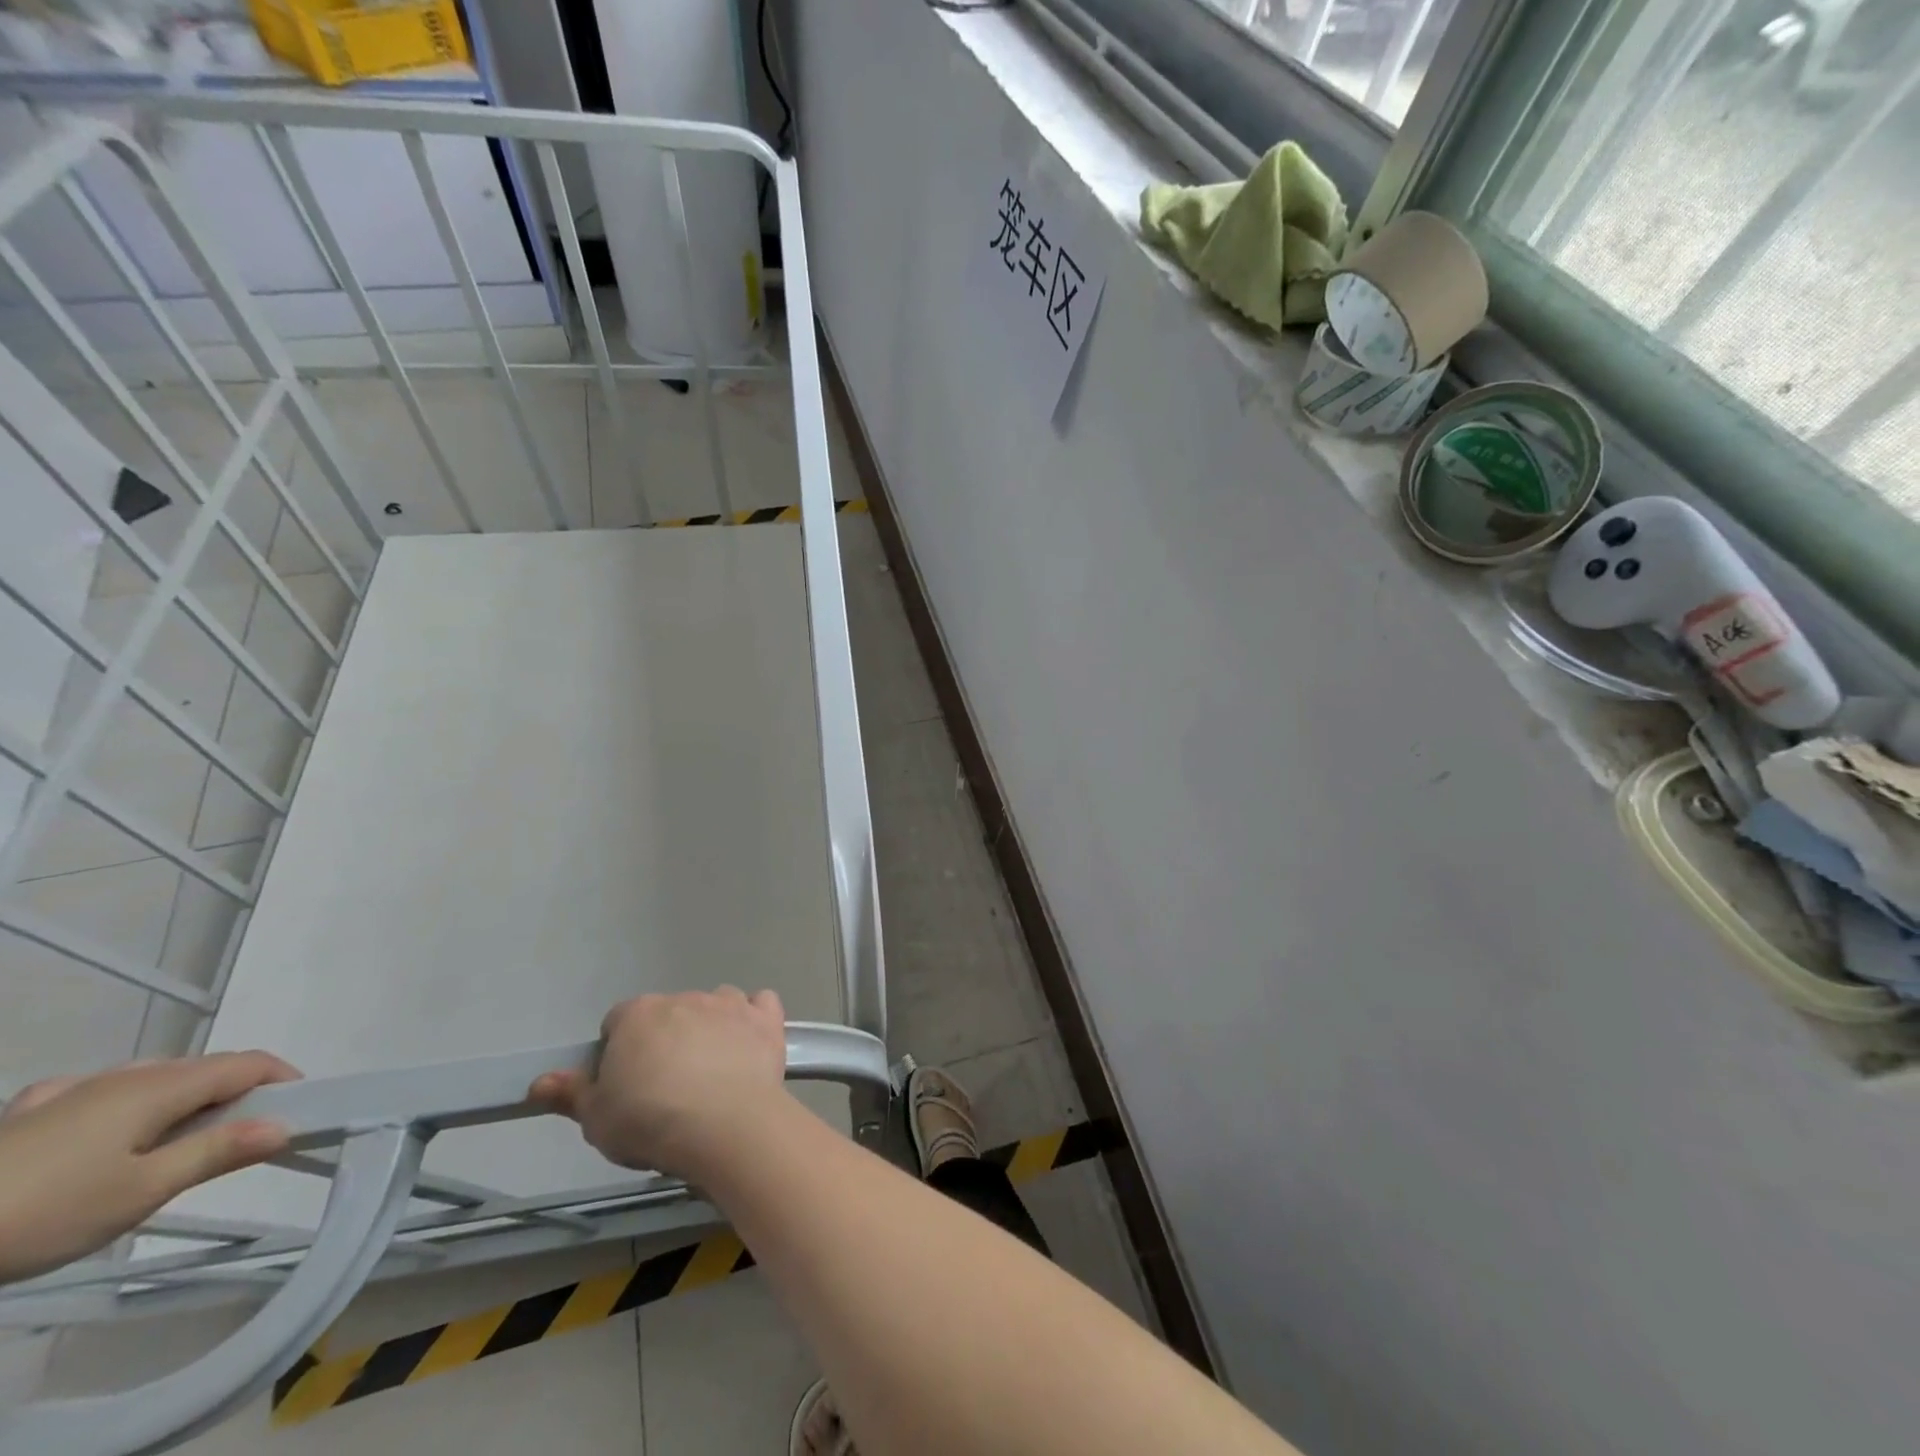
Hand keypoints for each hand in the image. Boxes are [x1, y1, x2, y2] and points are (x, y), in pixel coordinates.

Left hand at [0, 1052, 299, 1283]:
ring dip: (185, 1099)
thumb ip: (217, 1153)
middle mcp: (125, 1075)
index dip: (284, 1078)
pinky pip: (97, 1092)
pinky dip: (126, 1103)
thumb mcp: (141, 1193)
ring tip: (182, 1140)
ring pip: (152, 1079)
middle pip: (203, 1068)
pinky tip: (103, 1127)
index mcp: (160, 1086)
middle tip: (246, 1137)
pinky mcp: (26, 1114)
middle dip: (237, 1092)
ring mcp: (70, 1091)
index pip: (247, 1063)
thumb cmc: (42, 1212)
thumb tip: (283, 1125)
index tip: (303, 1109)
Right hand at [531, 988, 787, 1180]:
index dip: (619, 1053)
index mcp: (639, 1015)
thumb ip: (571, 1094)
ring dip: (710, 1028)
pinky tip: (751, 1046)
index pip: (618, 1023)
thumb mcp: (596, 1119)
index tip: (625, 1086)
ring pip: (714, 1005)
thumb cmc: (651, 1122)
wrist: (725, 1124)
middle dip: (665, 1041)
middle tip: (666, 1088)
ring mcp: (729, 1003)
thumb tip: (540, 1081)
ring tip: (711, 1072)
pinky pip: (760, 1004)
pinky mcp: (765, 1018)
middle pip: (668, 1014)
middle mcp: (684, 998)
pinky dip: (755, 1019)